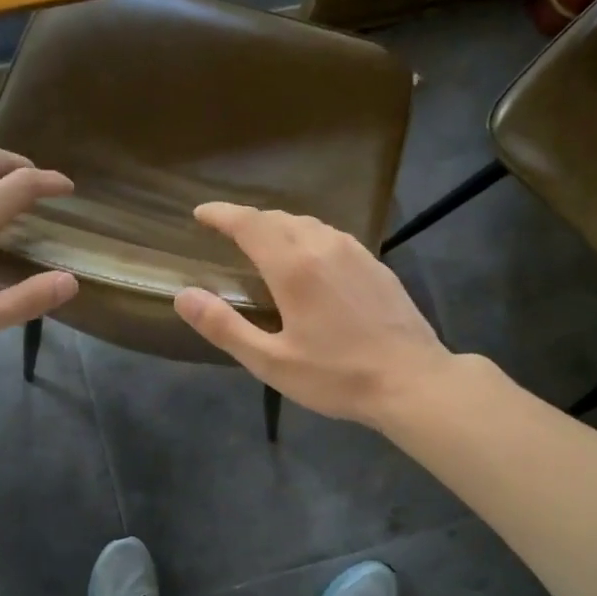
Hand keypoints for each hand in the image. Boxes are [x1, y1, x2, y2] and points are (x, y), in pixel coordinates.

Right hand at [173, 203, 456, 426]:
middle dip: (248, 220)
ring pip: (308, 224)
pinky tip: (310, 260)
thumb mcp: (271, 362)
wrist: (413, 381)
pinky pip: (332, 237)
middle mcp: (324, 247)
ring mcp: (355, 253)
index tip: (200, 214)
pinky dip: (308, 238)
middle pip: (278, 219)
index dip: (221, 214)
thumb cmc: (338, 376)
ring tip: (264, 244)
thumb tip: (184, 295)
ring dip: (279, 227)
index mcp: (294, 267)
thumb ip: (224, 327)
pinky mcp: (376, 265)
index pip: (249, 223)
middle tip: (227, 233)